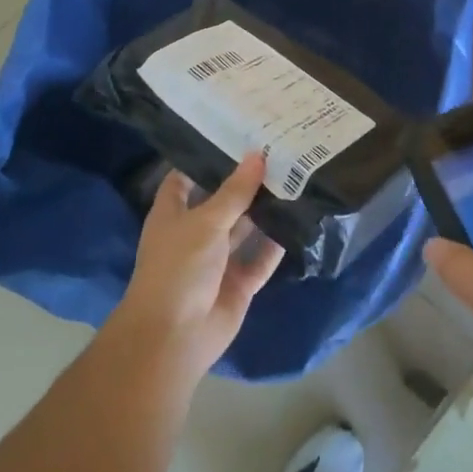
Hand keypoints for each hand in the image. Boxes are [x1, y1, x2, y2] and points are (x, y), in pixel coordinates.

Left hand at [112, 153, 284, 380]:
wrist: (174, 337)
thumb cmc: (178, 268)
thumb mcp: (205, 222)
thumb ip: (234, 191)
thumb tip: (257, 155)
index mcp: (173, 214)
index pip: (185, 177)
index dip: (204, 158)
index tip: (233, 134)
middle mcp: (195, 233)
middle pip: (222, 202)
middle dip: (245, 182)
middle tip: (277, 151)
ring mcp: (217, 261)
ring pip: (244, 229)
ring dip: (265, 210)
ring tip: (295, 178)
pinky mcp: (238, 284)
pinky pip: (260, 259)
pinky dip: (276, 244)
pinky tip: (299, 220)